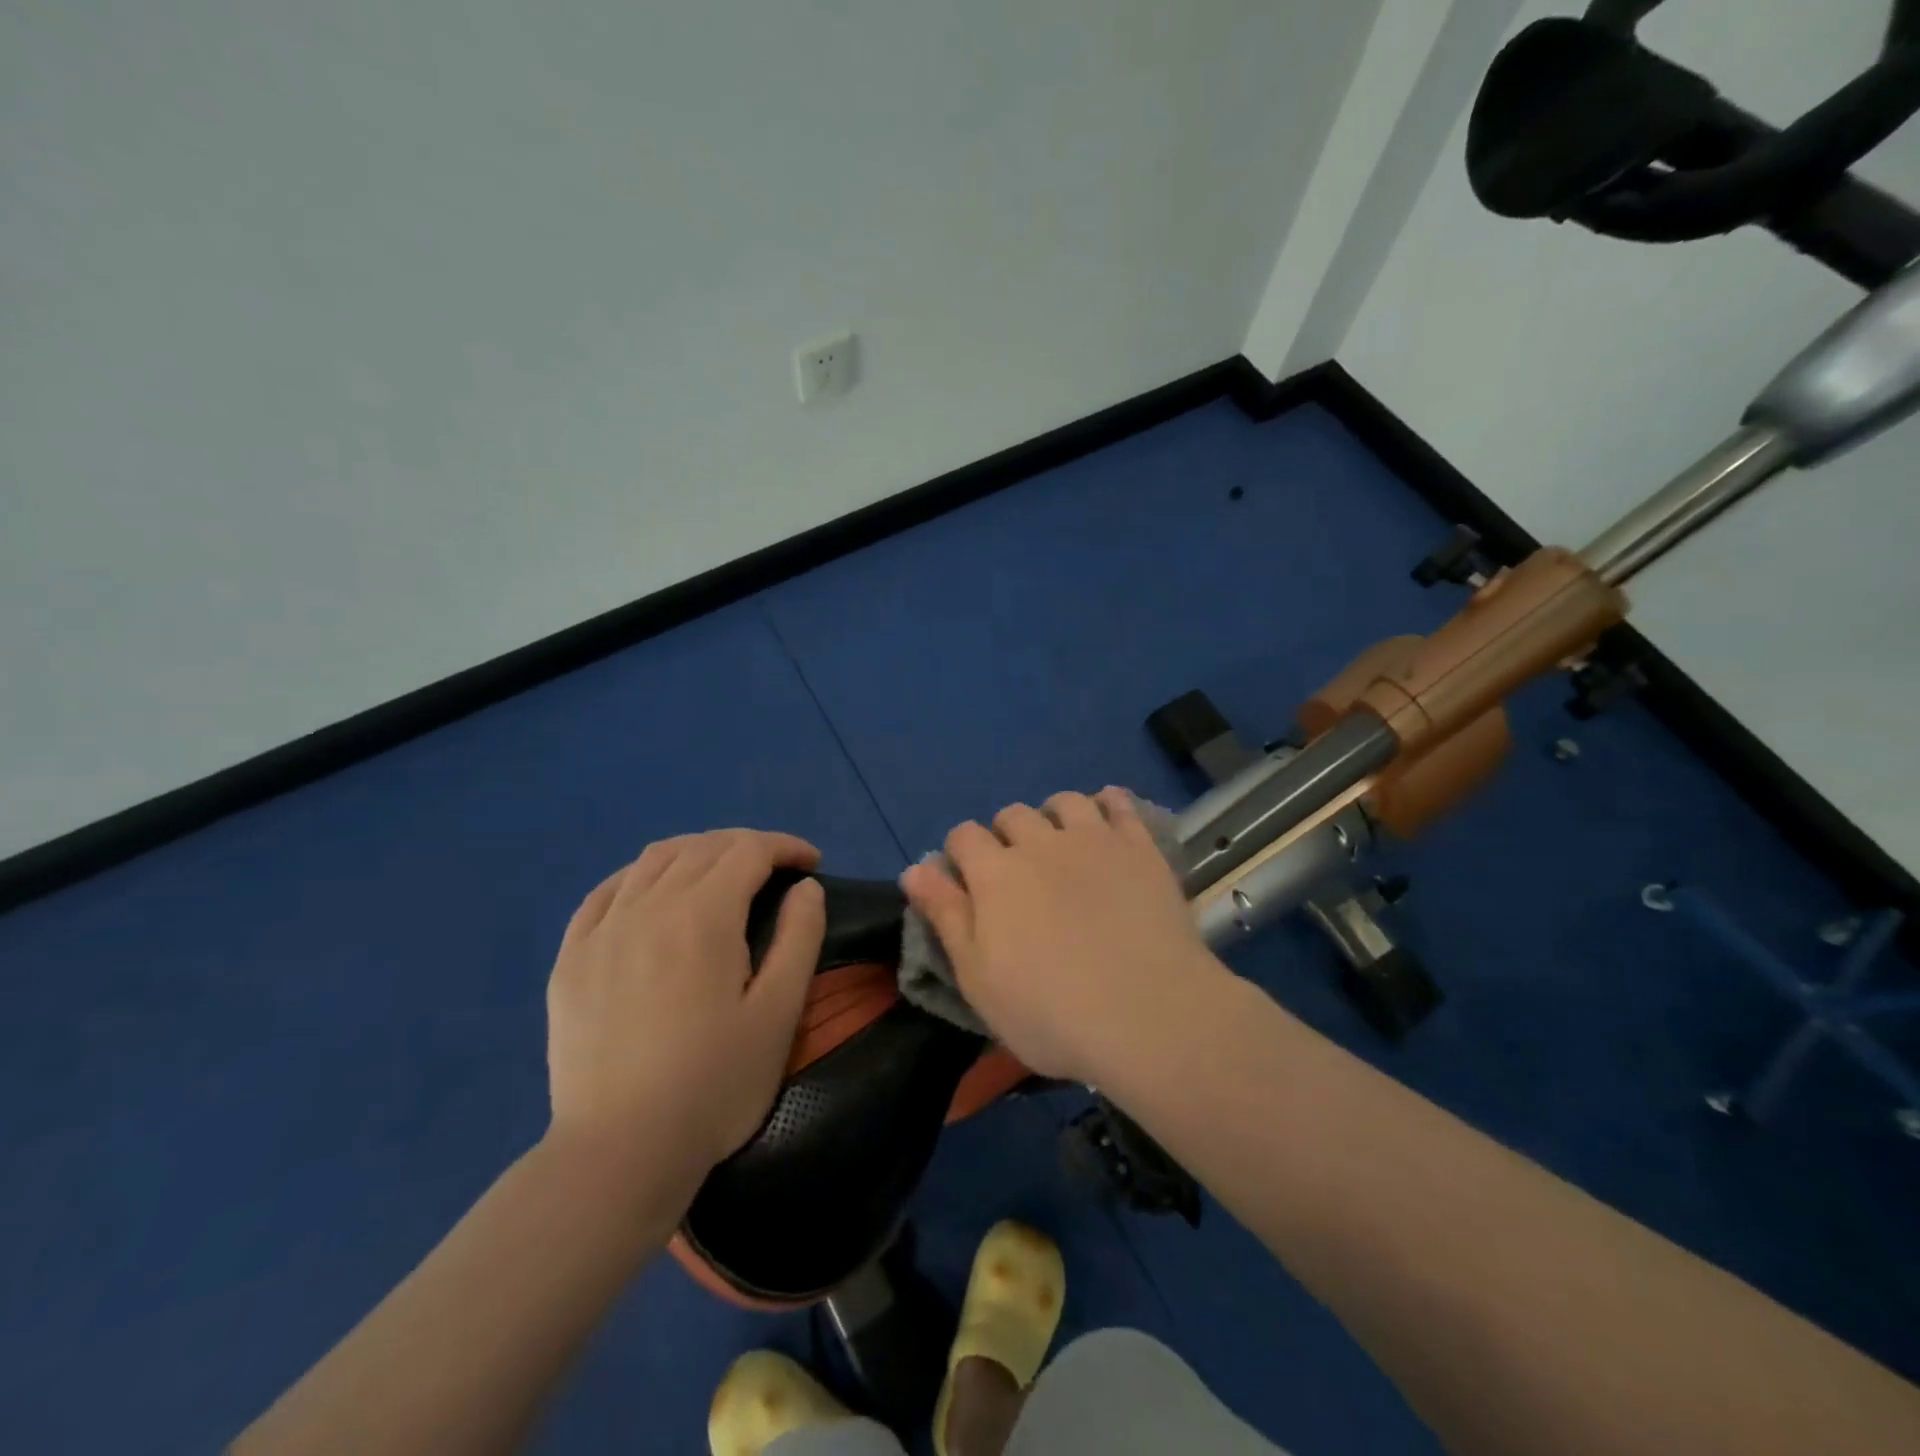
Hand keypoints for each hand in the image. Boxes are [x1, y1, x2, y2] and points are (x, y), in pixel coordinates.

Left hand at [544, 829, 825, 1186]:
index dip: (786, 847)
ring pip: (653, 860)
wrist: (620, 1153)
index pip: (749, 850)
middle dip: (747, 846)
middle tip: (776, 870)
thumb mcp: (779, 1012)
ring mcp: (602, 930)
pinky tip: (653, 893)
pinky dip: (641, 876)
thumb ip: (800, 937)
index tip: (812, 864)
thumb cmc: (715, 1084)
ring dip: (697, 852)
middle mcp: (648, 906)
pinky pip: (606, 891)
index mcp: (703, 916)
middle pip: (703, 847)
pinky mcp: (570, 958)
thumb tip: (805, 887)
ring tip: (722, 873)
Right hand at [901, 789, 1229, 1083]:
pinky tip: (1108, 819)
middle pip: (1012, 814)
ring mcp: (1095, 840)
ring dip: (1053, 816)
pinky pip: (1120, 805)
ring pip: (1064, 802)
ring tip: (1061, 845)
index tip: (967, 883)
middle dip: (1005, 836)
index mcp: (995, 873)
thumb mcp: (977, 978)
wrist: (1149, 1015)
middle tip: (1017, 875)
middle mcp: (1040, 842)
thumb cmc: (1050, 1010)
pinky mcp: (1140, 848)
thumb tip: (914, 869)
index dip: (959, 854)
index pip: (963, 836)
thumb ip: (945, 916)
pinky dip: (1108, 804)